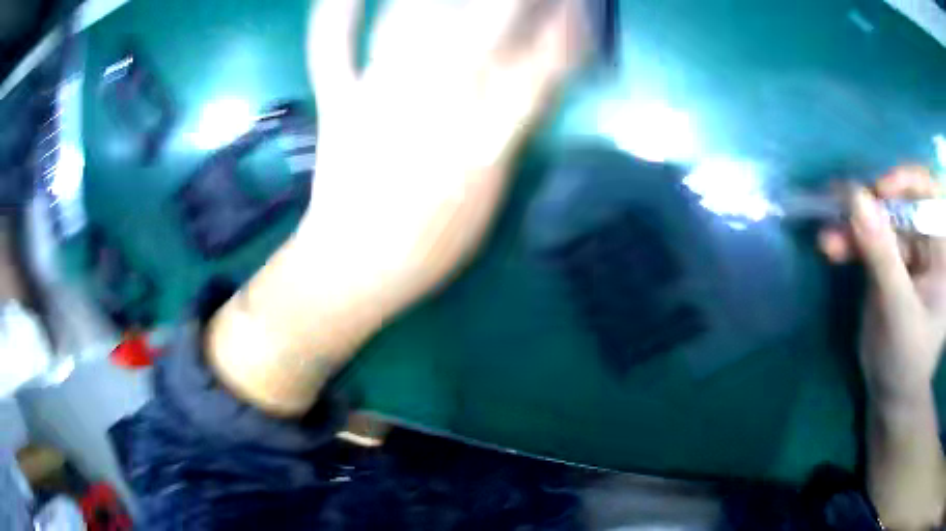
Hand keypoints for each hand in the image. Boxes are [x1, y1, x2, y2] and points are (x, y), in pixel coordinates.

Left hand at [301, 0, 587, 317]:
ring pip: (412, 22)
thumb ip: (515, 127)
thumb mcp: (490, 188)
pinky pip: (332, 47)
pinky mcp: (339, 98)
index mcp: (481, 130)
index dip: (561, 29)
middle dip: (505, 2)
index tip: (572, 9)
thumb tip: (540, 76)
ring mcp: (377, 92)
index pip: (538, 62)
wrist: (356, 266)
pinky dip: (337, 14)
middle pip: (478, 26)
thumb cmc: (430, 241)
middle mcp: (433, 97)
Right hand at [819, 166, 945, 398]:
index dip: (908, 182)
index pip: (930, 196)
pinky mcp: (889, 264)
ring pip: (881, 222)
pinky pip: (869, 241)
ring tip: (828, 238)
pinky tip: (830, 247)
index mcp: (941, 252)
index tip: (881, 189)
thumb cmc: (907, 362)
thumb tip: (855, 197)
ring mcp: (907, 253)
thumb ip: (882, 256)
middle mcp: (927, 244)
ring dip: (854, 226)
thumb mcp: (899, 312)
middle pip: (902, 204)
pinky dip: (849, 241)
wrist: (891, 397)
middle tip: (843, 206)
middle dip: (873, 206)